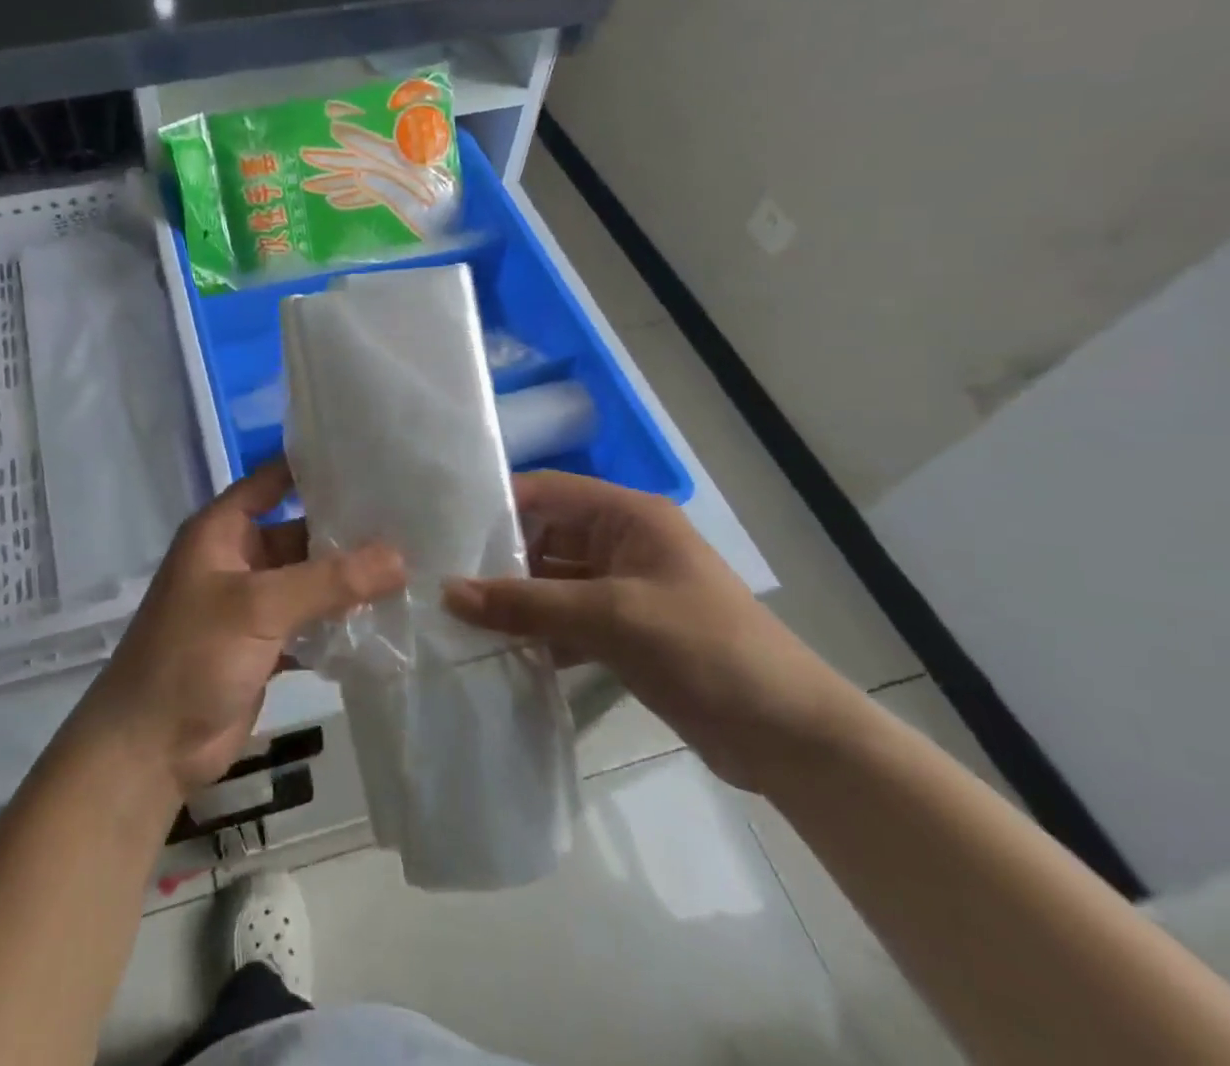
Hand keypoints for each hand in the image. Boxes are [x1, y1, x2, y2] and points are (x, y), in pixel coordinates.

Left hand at [78, 461, 404, 794]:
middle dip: (346, 530)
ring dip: (347, 579)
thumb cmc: (193, 655)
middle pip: (298, 531)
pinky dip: (339, 621)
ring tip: (410, 564)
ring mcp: (251, 604)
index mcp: (221, 530)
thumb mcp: (259, 606)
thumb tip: (400, 555)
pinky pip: (309, 621)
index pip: (271, 480)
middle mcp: (237, 558)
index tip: (369, 455)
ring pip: (308, 580)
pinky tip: (385, 618)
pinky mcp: (264, 644)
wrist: (150, 747)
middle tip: (408, 519)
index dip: (312, 465)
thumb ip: (328, 580)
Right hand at [443, 470, 861, 790]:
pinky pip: (564, 619)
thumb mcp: (612, 618)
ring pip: (550, 582)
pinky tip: (496, 649)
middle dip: (497, 558)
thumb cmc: (705, 649)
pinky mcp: (623, 631)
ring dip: (513, 600)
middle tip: (439, 578)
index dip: (496, 505)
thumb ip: (527, 604)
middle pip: (543, 537)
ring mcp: (622, 589)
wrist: (790, 737)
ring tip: (454, 615)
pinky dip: (535, 632)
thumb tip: (448, 592)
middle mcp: (621, 542)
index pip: (546, 492)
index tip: (443, 527)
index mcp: (627, 516)